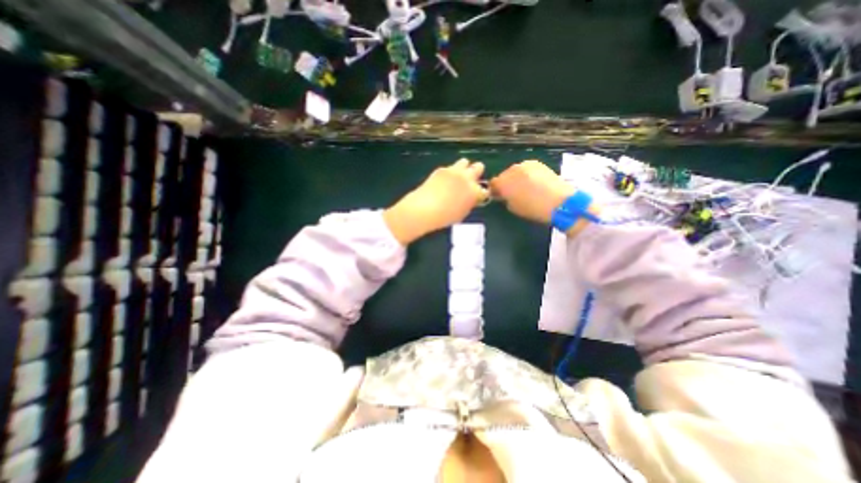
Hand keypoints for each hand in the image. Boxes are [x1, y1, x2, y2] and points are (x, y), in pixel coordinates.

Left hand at [380, 158, 482, 245]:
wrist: (424, 209)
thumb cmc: (445, 217)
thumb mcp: (462, 213)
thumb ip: (469, 203)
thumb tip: (470, 198)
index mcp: (475, 192)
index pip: (485, 189)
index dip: (481, 193)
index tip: (476, 196)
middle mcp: (467, 178)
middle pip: (479, 167)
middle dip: (476, 173)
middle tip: (470, 181)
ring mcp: (454, 171)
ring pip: (465, 162)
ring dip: (464, 168)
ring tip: (457, 177)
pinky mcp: (442, 169)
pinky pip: (450, 167)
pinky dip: (449, 172)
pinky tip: (443, 180)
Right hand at [491, 160, 599, 235]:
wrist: (559, 202)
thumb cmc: (533, 209)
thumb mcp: (513, 207)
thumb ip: (505, 198)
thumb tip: (504, 194)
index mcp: (504, 182)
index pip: (493, 183)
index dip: (495, 189)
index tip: (499, 196)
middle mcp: (512, 169)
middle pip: (504, 174)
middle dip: (506, 182)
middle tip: (512, 192)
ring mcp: (525, 164)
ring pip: (515, 171)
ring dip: (516, 178)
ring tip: (524, 187)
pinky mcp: (537, 163)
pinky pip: (526, 168)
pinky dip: (526, 174)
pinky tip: (533, 182)